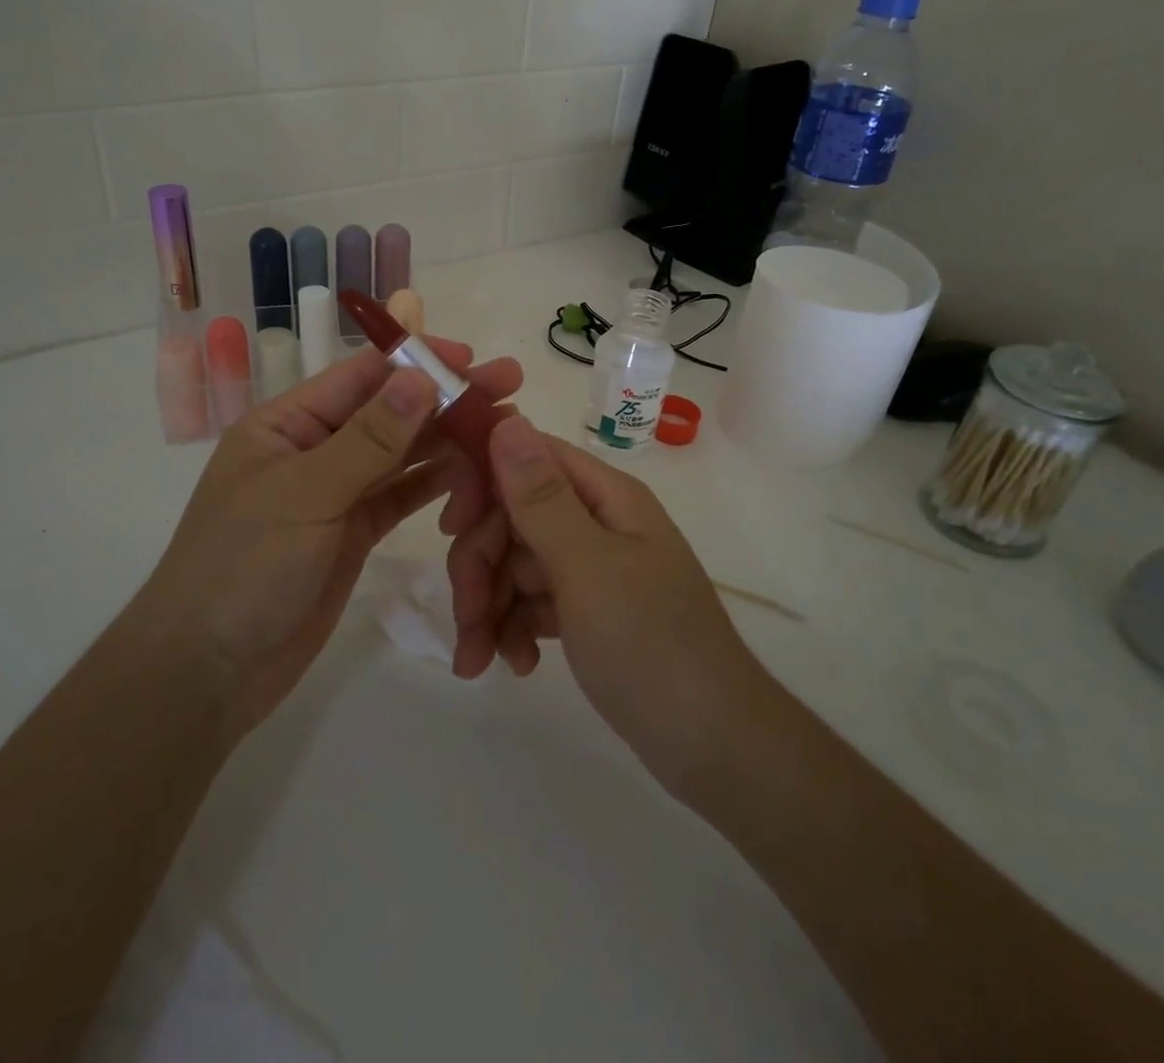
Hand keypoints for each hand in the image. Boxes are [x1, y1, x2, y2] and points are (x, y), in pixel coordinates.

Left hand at [153, 339, 522, 733]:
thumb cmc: (244, 567)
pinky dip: (435, 482)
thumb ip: (369, 438)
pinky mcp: (352, 532)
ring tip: (503, 426)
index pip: (361, 376)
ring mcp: (335, 492)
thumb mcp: (306, 494)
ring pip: (401, 453)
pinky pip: (400, 496)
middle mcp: (313, 449)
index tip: (472, 357)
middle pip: (389, 412)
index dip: (418, 362)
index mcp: (287, 423)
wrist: (208, 671)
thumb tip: (422, 377)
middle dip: (446, 397)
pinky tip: (473, 470)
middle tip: (509, 383)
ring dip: (448, 438)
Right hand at [446, 415, 765, 794]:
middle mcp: (598, 522)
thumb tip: (507, 418)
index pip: (528, 459)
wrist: (713, 746)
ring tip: (478, 661)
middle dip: (480, 565)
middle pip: (514, 518)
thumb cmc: (651, 646)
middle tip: (465, 618)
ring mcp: (593, 568)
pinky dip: (514, 629)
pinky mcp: (588, 611)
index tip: (450, 527)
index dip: (483, 482)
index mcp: (606, 497)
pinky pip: (532, 602)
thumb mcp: (587, 568)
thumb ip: (540, 498)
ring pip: (515, 564)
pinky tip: (516, 666)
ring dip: (488, 607)